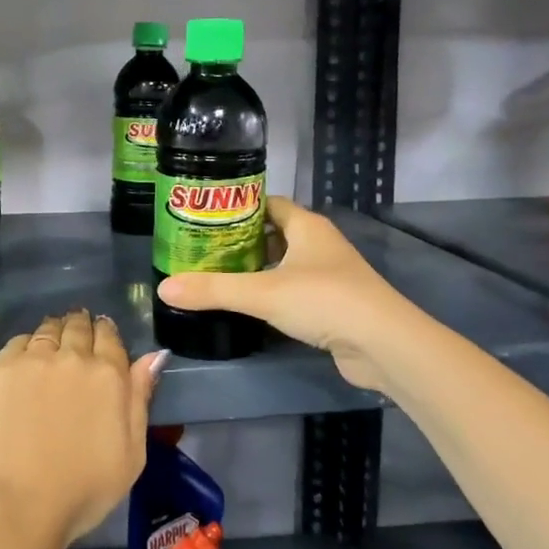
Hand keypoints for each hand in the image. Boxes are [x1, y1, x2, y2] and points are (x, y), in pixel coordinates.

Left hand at [0, 310, 163, 548]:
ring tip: (54, 344)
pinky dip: (28, 345)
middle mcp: (72, 356)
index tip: (103, 340)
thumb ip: (140, 398)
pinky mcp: (1, 368)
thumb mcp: (132, 453)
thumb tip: (153, 356)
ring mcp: (33, 359)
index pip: (109, 335)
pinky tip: (27, 360)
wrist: (19, 504)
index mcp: (108, 375)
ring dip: (56, 331)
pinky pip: (19, 341)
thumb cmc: (84, 489)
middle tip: (77, 339)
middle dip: (81, 328)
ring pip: (49, 328)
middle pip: (78, 326)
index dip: (106, 334)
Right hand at [158, 196, 404, 393]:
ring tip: (218, 275)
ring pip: (285, 263)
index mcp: (307, 227)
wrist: (383, 345)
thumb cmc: (324, 301)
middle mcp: (320, 244)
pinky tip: (250, 305)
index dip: (239, 206)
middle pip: (275, 232)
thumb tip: (164, 288)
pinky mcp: (332, 304)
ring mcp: (329, 275)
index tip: (206, 216)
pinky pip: (294, 289)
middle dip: (241, 239)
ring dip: (257, 267)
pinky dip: (272, 293)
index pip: (269, 203)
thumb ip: (214, 290)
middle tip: (203, 248)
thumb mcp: (262, 293)